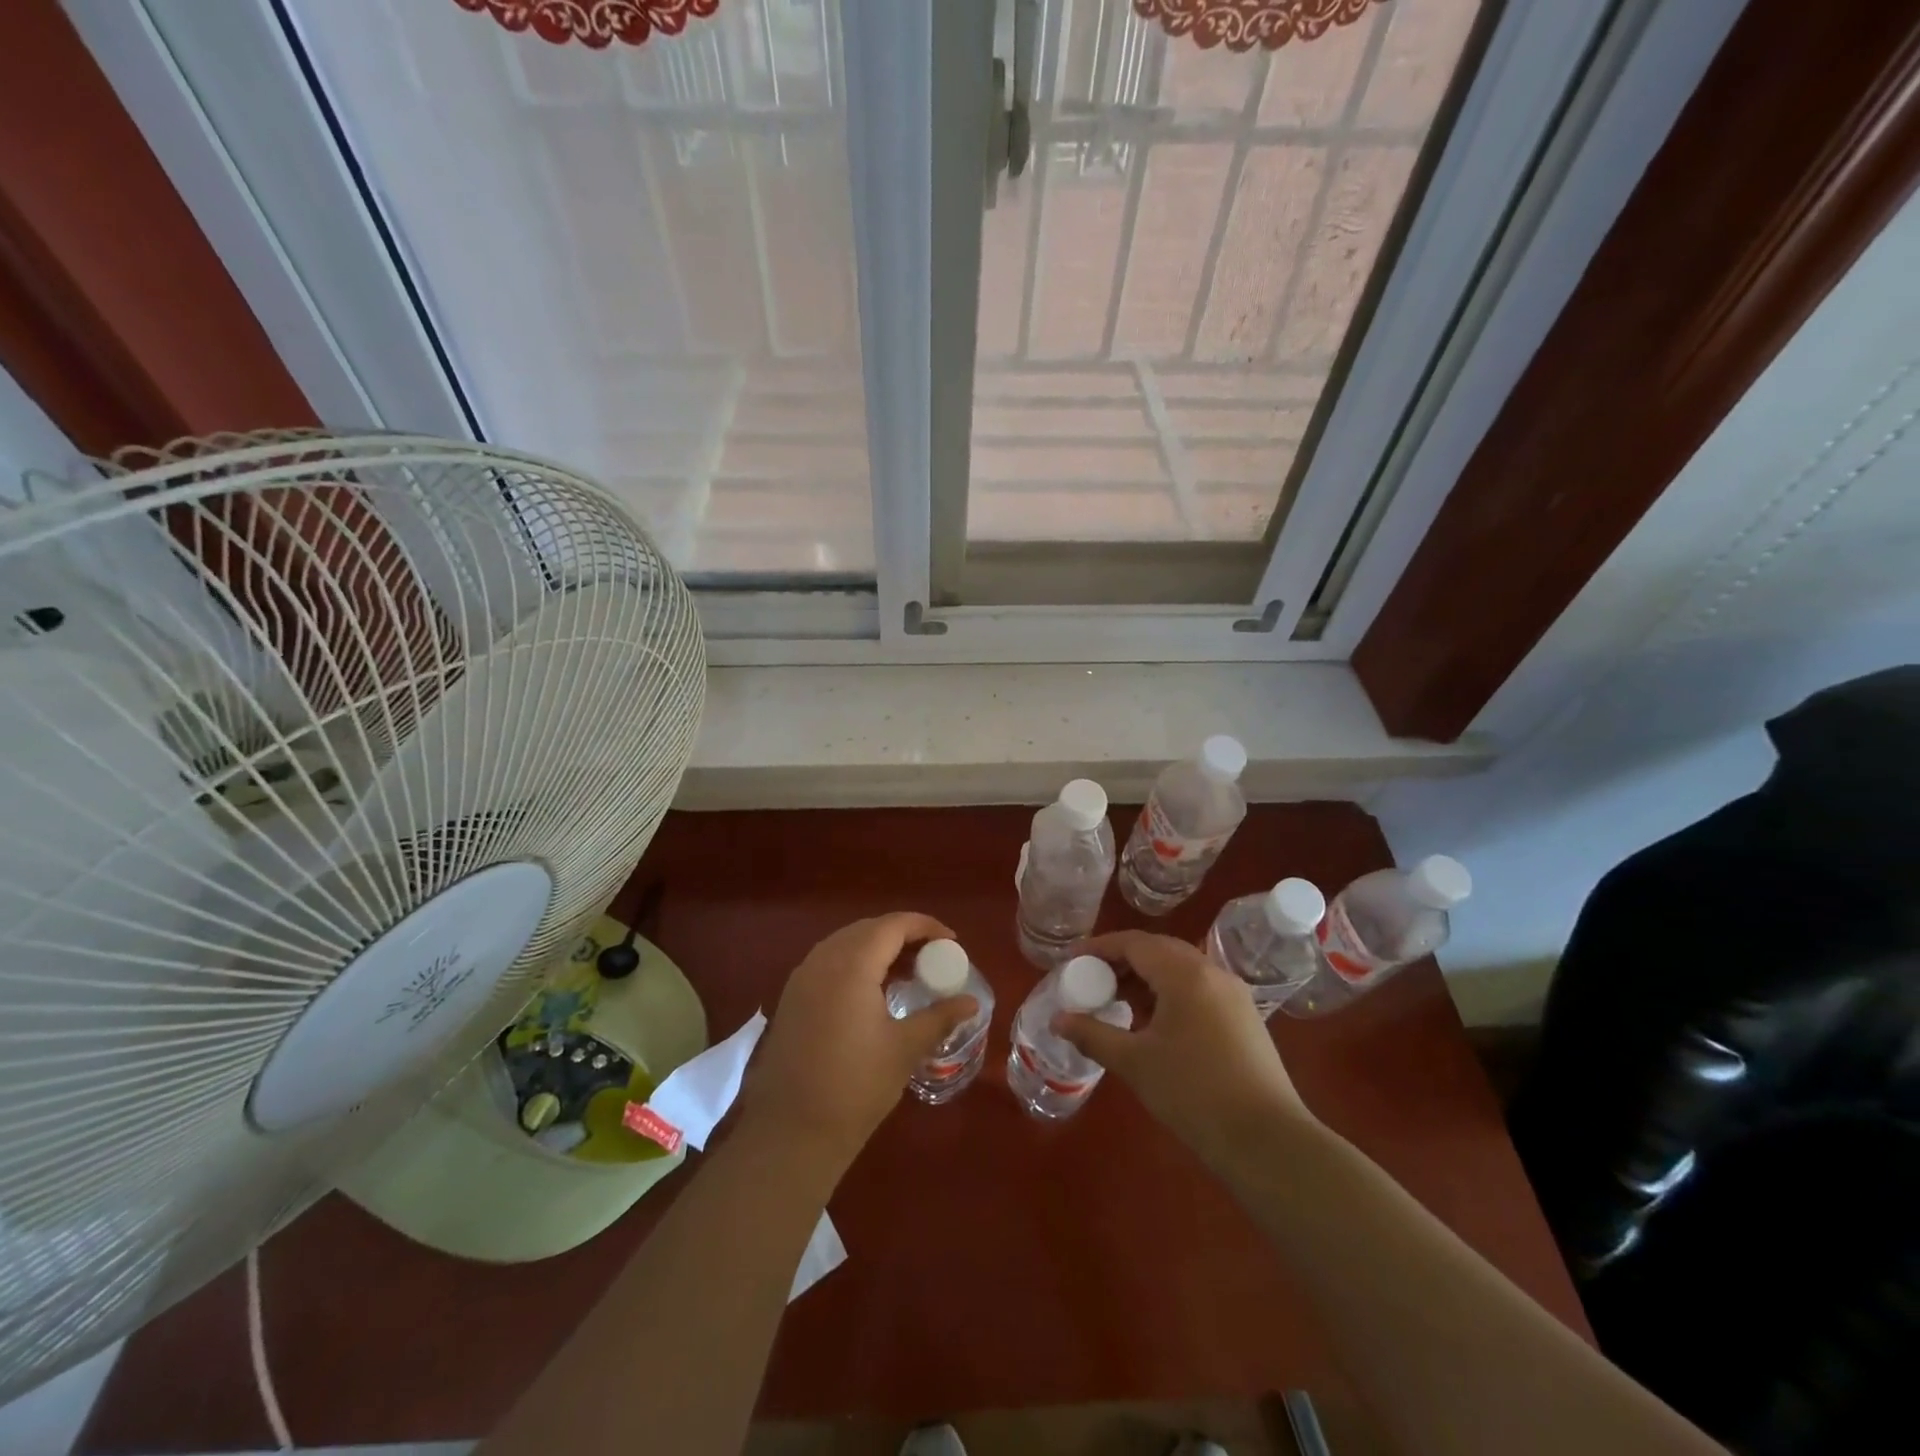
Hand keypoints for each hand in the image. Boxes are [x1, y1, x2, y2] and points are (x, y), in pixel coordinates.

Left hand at [740, 913, 976, 1176]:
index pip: (893, 926)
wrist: (791, 1132)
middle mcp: (823, 960)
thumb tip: (971, 1003)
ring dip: (877, 947)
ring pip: (845, 943)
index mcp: (851, 965)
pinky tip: (872, 990)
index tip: (951, 942)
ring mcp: (801, 978)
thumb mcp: (905, 1049)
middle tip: (932, 955)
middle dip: (902, 934)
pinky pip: (828, 962)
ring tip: (907, 970)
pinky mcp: (791, 998)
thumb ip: (939, 1017)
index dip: (925, 926)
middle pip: (867, 929)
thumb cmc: (856, 1086)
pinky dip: (855, 962)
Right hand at [1057, 930, 1314, 1169]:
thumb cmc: (1193, 1093)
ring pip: (1180, 970)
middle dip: (1122, 961)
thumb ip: (1093, 1034)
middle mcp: (1212, 972)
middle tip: (1092, 980)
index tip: (1072, 960)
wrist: (1267, 1141)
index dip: (1099, 947)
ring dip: (1146, 979)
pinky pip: (1198, 989)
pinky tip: (1154, 1024)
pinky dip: (1169, 994)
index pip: (1134, 943)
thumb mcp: (1134, 1063)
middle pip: (1158, 951)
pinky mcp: (1244, 1018)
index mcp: (1185, 973)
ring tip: (1117, 1003)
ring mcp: (1233, 994)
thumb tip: (1058, 1020)